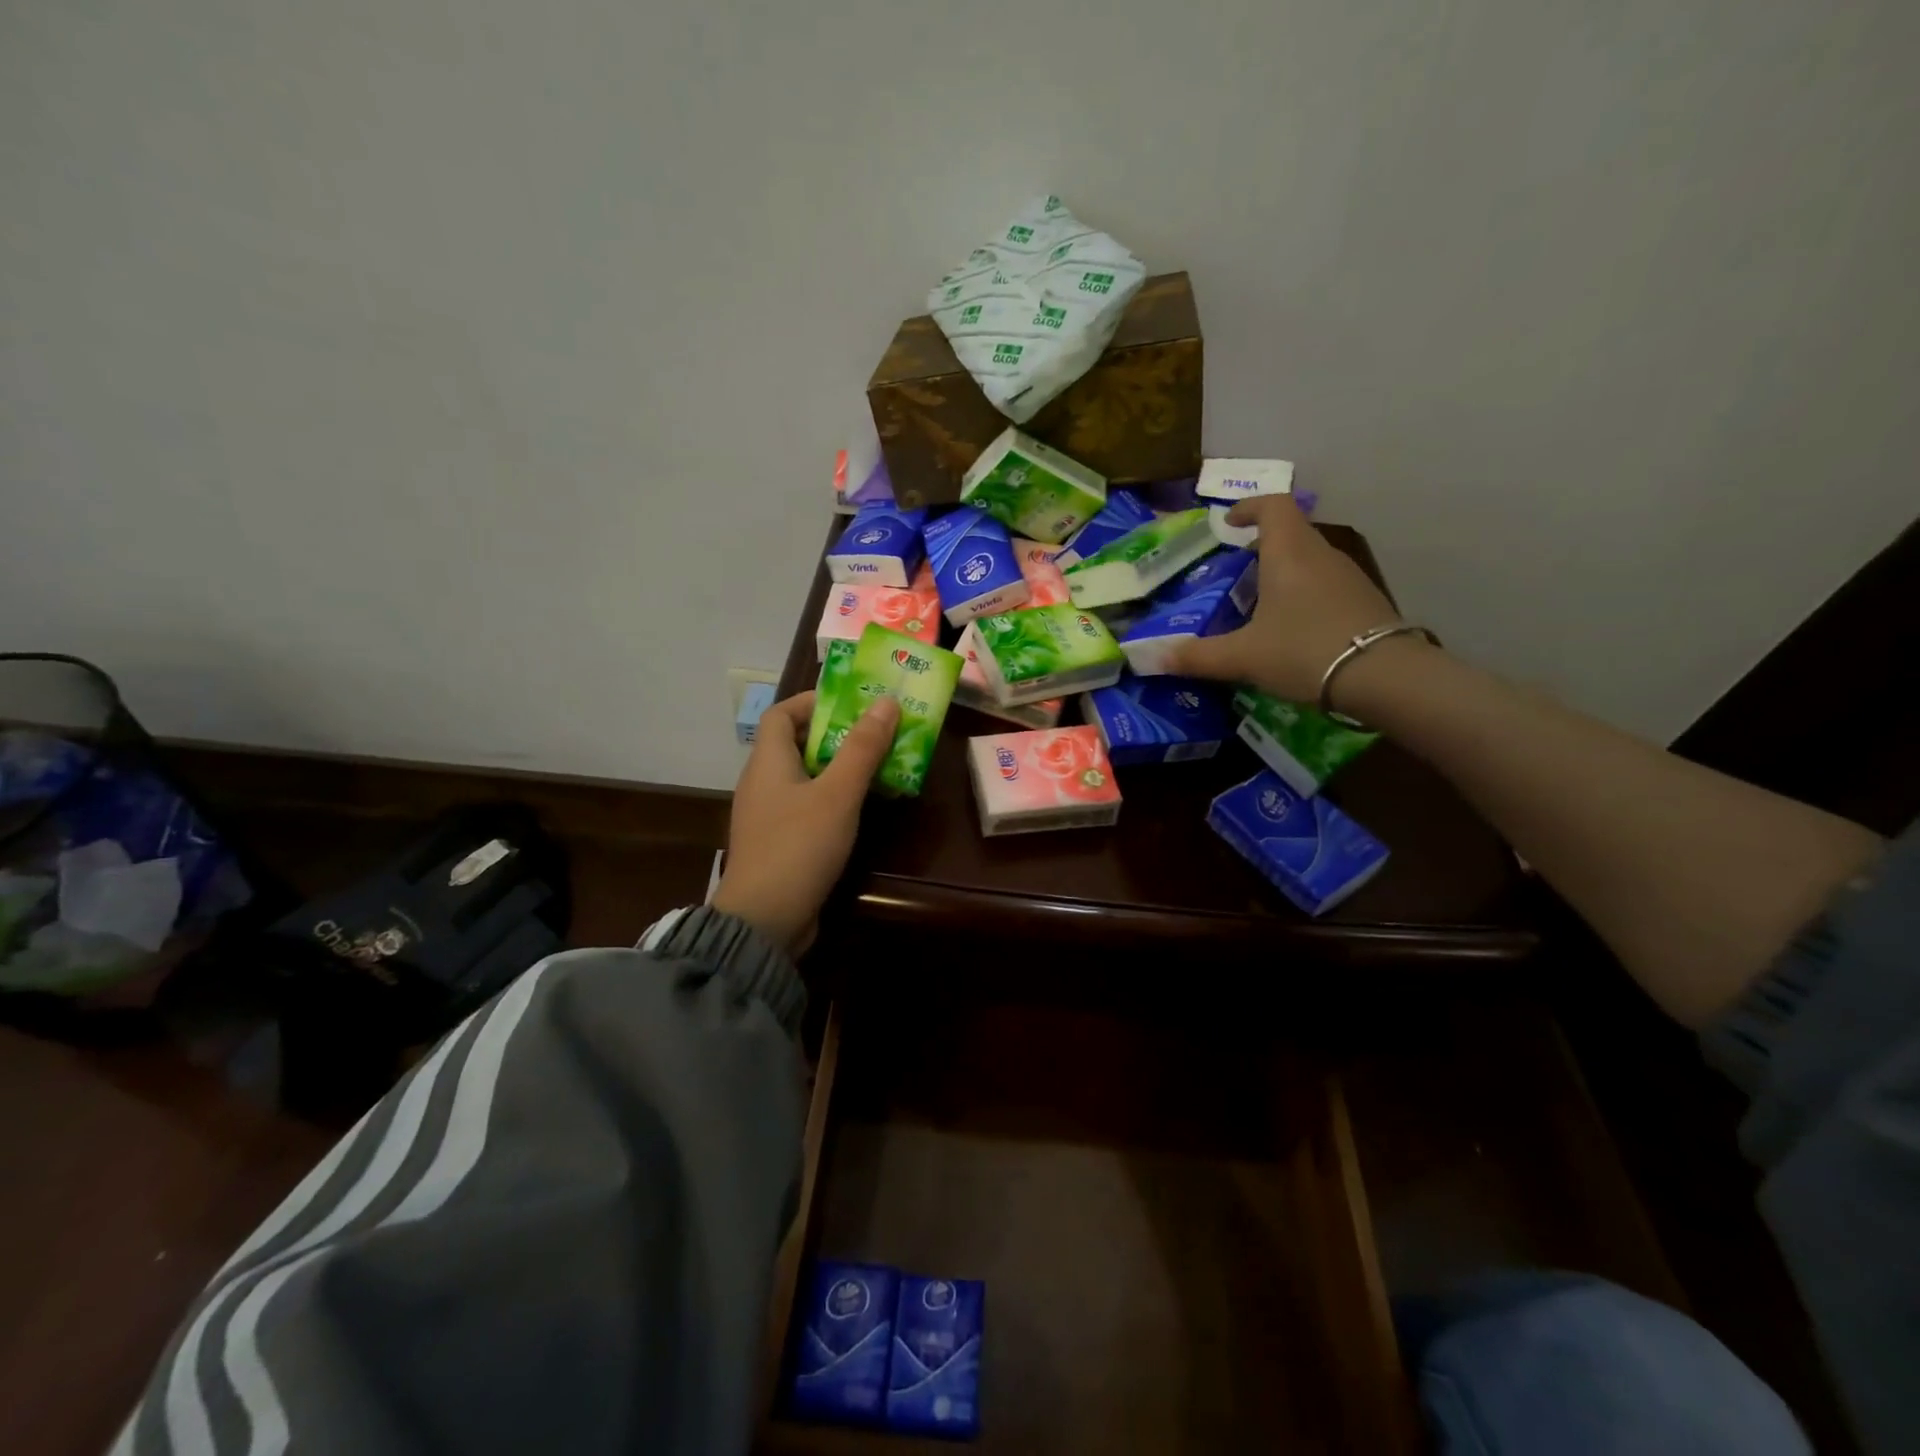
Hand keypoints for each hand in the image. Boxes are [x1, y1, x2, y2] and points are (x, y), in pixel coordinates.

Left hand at [711, 689, 899, 957]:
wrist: (764, 921)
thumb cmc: (799, 846)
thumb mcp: (838, 794)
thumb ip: (863, 749)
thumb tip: (886, 702)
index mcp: (768, 762)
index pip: (781, 713)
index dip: (812, 701)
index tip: (852, 702)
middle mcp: (762, 783)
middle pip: (796, 743)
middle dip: (837, 734)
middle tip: (878, 732)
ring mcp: (768, 816)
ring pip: (805, 777)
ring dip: (839, 767)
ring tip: (879, 764)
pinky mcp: (779, 843)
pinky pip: (807, 806)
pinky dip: (833, 798)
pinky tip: (861, 808)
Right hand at [1172, 496, 1415, 706]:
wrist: (1384, 677)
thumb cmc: (1304, 651)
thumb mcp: (1242, 657)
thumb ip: (1195, 656)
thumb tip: (1149, 657)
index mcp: (1289, 553)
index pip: (1272, 506)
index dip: (1249, 507)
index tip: (1229, 523)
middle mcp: (1321, 555)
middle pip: (1290, 533)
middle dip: (1260, 547)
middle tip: (1234, 573)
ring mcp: (1348, 577)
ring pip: (1309, 561)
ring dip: (1283, 573)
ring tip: (1257, 604)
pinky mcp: (1364, 602)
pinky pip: (1325, 586)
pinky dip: (1303, 595)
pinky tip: (1291, 629)